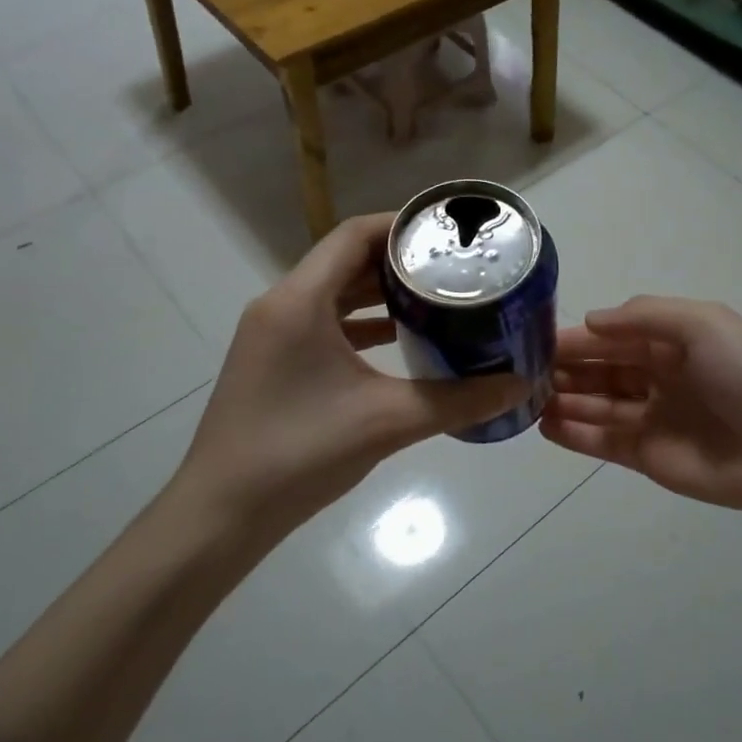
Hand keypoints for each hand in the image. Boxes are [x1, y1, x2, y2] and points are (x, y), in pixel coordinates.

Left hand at [176, 215, 528, 534]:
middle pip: (345, 260)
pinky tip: (399, 341)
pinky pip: (323, 324)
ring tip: (435, 297)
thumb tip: (520, 385)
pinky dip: (361, 324)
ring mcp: (272, 335)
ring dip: (380, 293)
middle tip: (453, 267)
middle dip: (399, 261)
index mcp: (299, 301)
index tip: (447, 232)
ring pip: (333, 293)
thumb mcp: (388, 421)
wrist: (221, 515)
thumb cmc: (300, 453)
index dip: (401, 225)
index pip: (353, 235)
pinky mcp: (273, 362)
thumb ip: (459, 400)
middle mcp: (280, 305)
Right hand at [541, 296, 741, 524]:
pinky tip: (544, 425)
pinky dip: (574, 434)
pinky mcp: (648, 457)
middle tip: (520, 370)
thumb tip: (591, 322)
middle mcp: (659, 376)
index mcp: (674, 341)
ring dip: (562, 399)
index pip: (614, 335)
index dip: (577, 336)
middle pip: (600, 369)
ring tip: (525, 397)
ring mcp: (652, 418)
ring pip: (597, 404)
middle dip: (564, 367)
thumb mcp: (704, 324)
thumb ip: (644, 316)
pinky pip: (603, 442)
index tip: (534, 338)